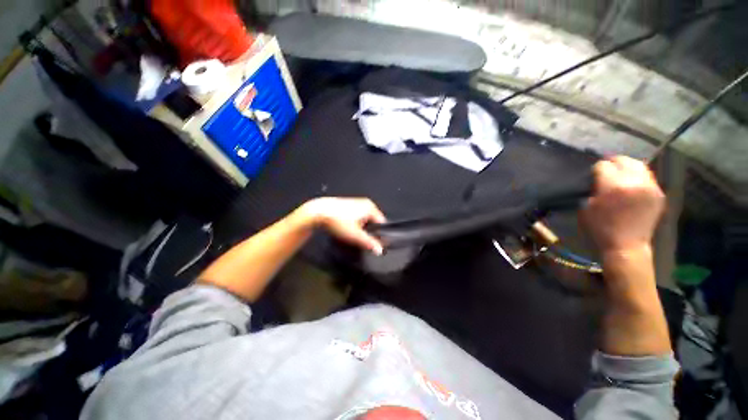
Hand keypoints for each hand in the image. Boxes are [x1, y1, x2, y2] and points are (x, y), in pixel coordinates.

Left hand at [299, 197, 386, 253]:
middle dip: (369, 231)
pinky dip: (355, 222)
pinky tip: (346, 227)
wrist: (318, 212)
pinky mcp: (348, 204)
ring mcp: (357, 202)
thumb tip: (380, 250)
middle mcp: (366, 203)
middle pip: (374, 221)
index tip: (373, 242)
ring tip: (352, 233)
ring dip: (361, 227)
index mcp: (371, 208)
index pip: (382, 223)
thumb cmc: (337, 221)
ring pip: (365, 219)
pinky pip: (357, 216)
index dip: (379, 234)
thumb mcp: (355, 235)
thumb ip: (369, 243)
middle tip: (361, 238)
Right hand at [580, 156, 664, 253]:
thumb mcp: (585, 207)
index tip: (592, 177)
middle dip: (612, 164)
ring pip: (638, 165)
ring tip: (619, 175)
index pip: (603, 165)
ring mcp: (650, 187)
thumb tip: (596, 179)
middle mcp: (635, 181)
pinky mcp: (658, 193)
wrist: (626, 246)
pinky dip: (638, 176)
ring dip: (626, 168)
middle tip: (605, 172)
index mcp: (614, 186)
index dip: (596, 170)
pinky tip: (631, 185)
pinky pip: (647, 176)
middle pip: (623, 160)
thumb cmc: (600, 228)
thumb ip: (592, 189)